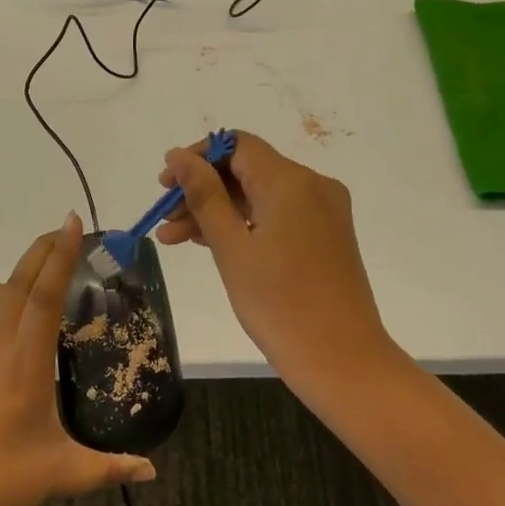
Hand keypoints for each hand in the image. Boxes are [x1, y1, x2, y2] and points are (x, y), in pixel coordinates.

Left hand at [0, 214, 155, 505]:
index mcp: (26, 362)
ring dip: (7, 283)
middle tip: (60, 232)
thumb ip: (110, 468)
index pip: (46, 295)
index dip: (60, 256)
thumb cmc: (0, 483)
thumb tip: (151, 470)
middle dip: (40, 253)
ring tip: (27, 288)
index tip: (72, 225)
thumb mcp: (63, 474)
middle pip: (17, 286)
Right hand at [157, 131, 389, 381]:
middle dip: (202, 190)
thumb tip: (178, 156)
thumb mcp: (231, 246)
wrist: (341, 360)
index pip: (237, 145)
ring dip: (218, 211)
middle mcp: (313, 186)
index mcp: (291, 181)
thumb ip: (203, 195)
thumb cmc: (279, 303)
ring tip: (172, 239)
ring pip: (260, 196)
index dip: (198, 158)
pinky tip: (209, 243)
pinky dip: (244, 225)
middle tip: (163, 218)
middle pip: (247, 170)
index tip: (166, 185)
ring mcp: (323, 212)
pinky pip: (277, 216)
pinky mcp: (326, 236)